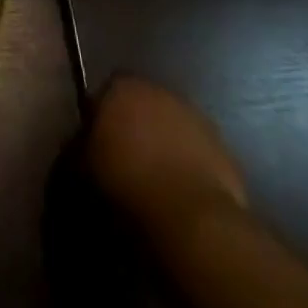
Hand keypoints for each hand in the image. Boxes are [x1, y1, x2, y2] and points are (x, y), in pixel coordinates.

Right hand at [86, 78, 246, 245]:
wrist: (192, 219)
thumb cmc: (129, 185)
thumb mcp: (86, 165)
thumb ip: (83, 144)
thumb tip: (85, 143)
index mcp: (122, 87)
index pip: (106, 92)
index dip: (102, 117)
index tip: (99, 143)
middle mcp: (159, 90)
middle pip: (142, 103)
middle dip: (136, 125)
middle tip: (128, 158)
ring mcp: (196, 117)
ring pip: (172, 125)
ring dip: (165, 142)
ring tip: (157, 178)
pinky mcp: (224, 148)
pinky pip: (198, 151)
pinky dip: (190, 164)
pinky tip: (183, 191)